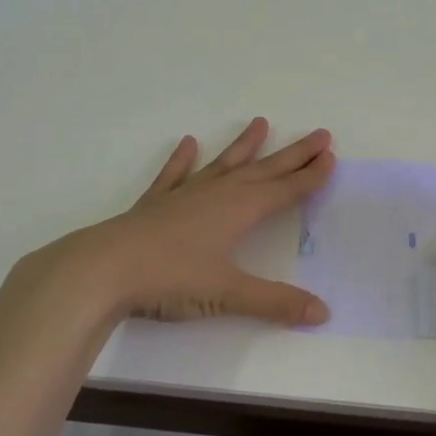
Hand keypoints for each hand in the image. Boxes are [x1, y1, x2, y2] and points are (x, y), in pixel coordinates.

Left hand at [35, 118, 335, 326]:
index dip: (309, 176)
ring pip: (223, 164)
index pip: (284, 190)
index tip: (330, 157)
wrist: (104, 269)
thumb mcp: (228, 293)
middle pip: (263, 170)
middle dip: (293, 154)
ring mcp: (184, 195)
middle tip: (319, 134)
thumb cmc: (170, 278)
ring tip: (260, 123)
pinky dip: (182, 160)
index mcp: (239, 210)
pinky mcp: (155, 204)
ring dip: (244, 146)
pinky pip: (174, 175)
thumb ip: (275, 302)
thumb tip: (323, 313)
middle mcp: (216, 194)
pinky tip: (187, 143)